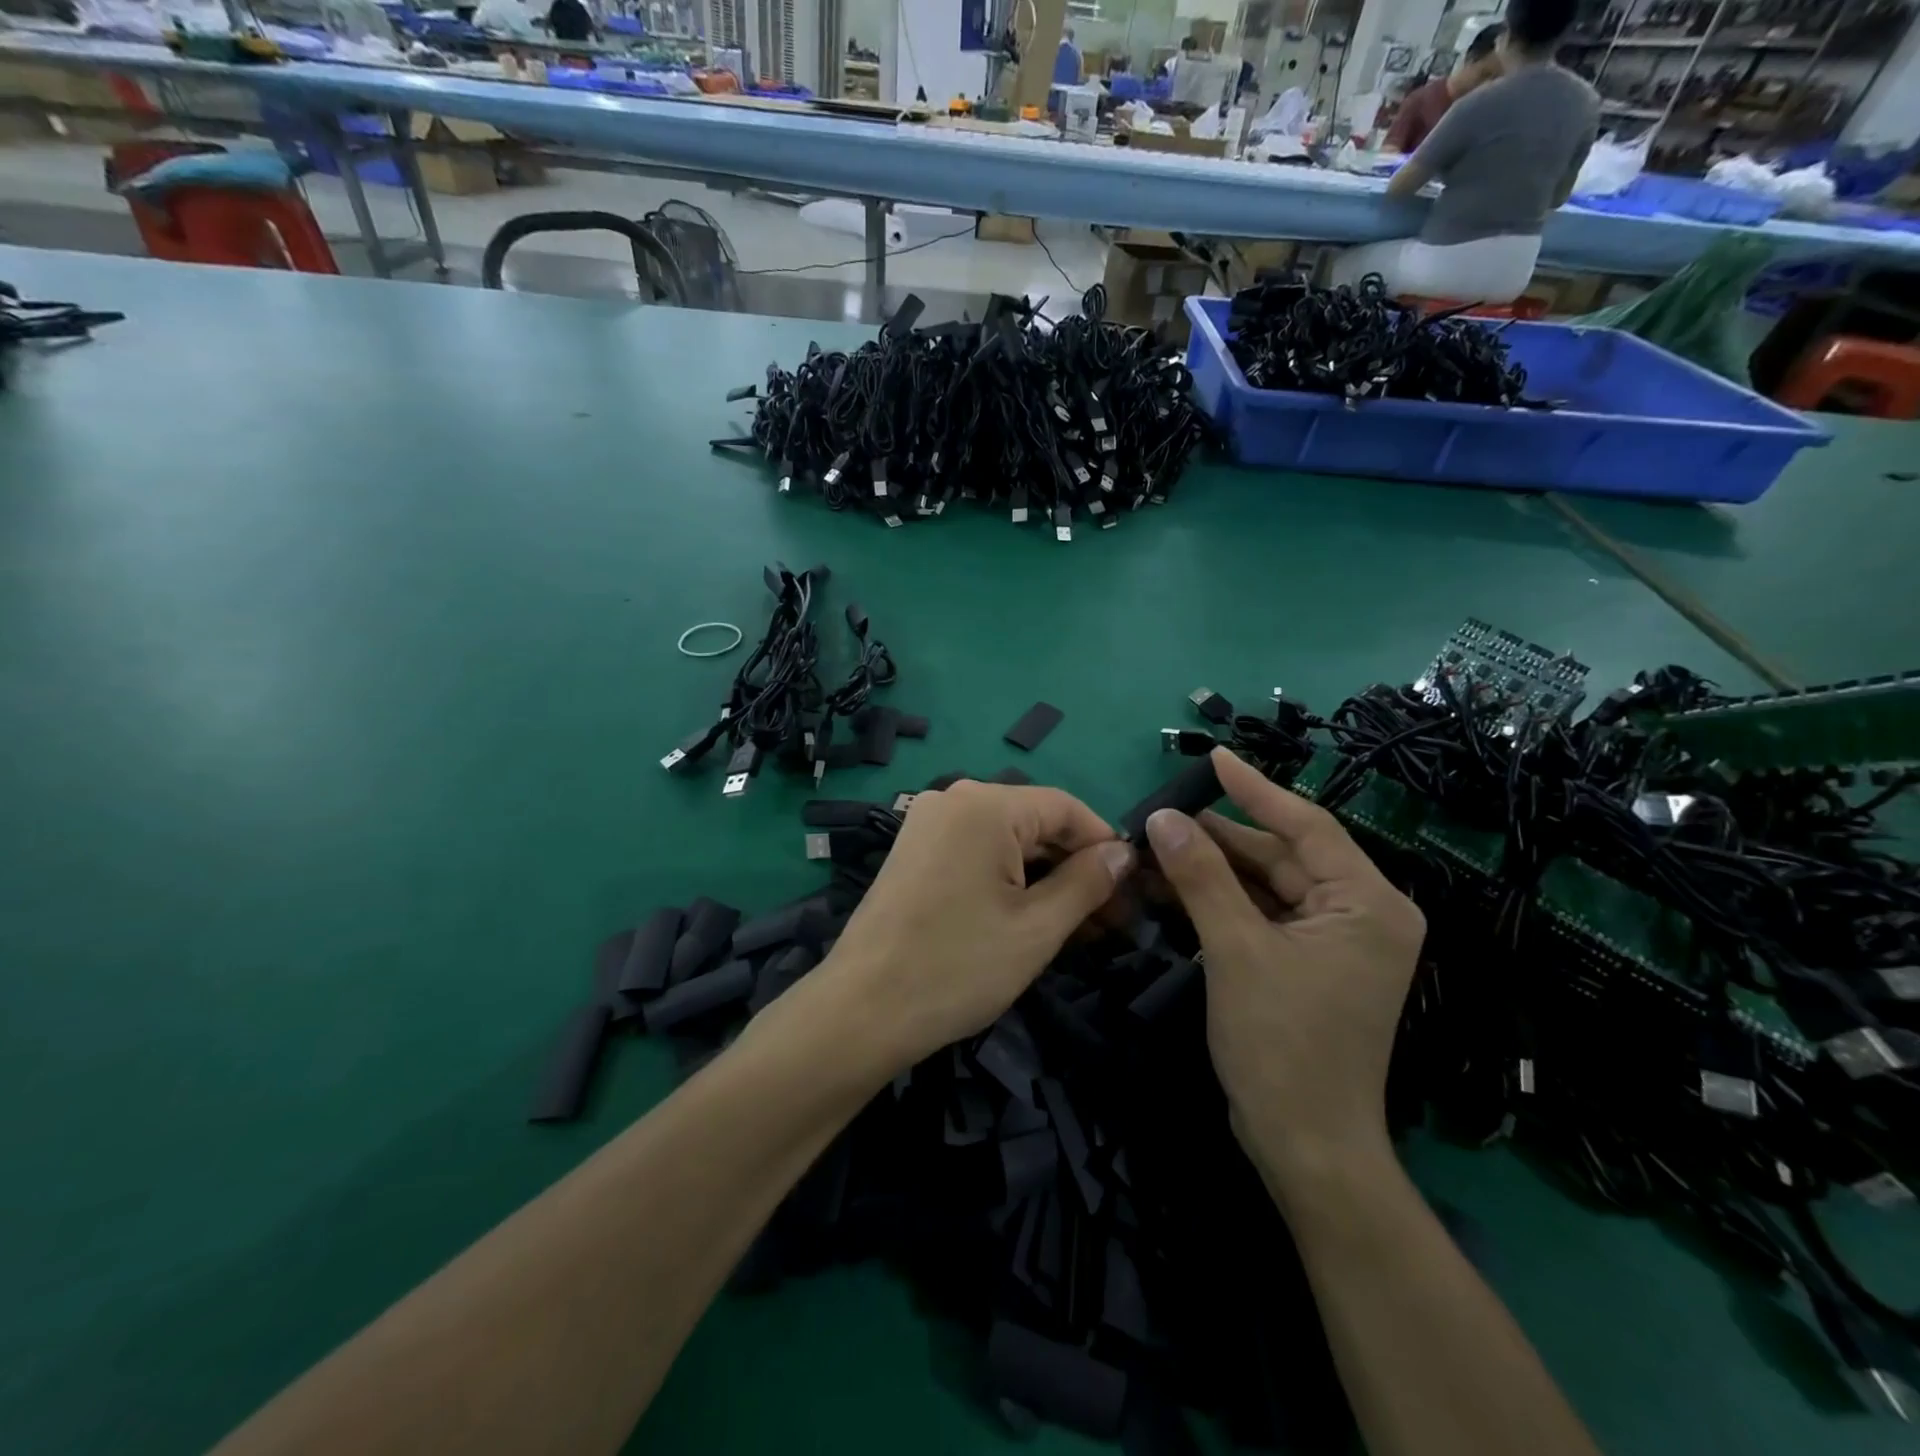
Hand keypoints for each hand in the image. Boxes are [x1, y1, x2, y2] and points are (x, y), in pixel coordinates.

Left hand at [817, 782, 1134, 1072]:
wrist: (861, 1011)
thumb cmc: (957, 967)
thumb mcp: (1037, 928)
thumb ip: (1088, 882)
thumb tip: (1124, 854)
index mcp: (985, 804)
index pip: (1066, 808)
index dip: (1105, 846)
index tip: (1132, 892)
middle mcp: (952, 799)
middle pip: (1035, 822)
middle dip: (1076, 867)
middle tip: (1110, 921)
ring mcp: (927, 824)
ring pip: (1006, 841)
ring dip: (1044, 878)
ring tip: (1077, 928)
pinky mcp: (913, 851)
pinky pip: (975, 852)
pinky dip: (1007, 880)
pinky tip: (1029, 918)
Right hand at [1146, 749, 1424, 1194]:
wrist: (1305, 1145)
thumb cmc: (1282, 1044)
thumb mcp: (1235, 949)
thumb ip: (1201, 876)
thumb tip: (1164, 816)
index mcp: (1368, 903)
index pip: (1306, 825)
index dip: (1255, 789)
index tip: (1214, 756)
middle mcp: (1362, 914)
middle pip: (1284, 855)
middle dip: (1222, 836)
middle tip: (1165, 813)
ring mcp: (1337, 942)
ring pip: (1269, 885)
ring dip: (1216, 868)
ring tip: (1161, 845)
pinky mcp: (1311, 964)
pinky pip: (1265, 914)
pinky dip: (1224, 900)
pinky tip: (1178, 885)